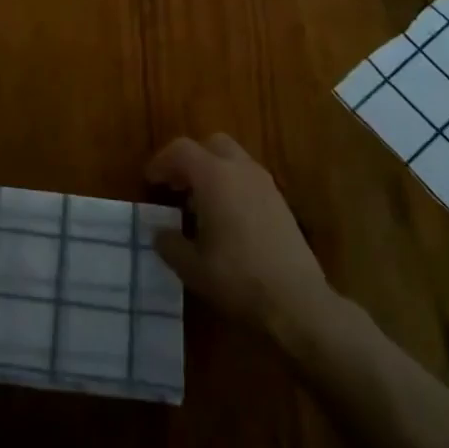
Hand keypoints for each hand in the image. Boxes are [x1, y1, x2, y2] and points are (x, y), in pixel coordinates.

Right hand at [145, 134, 339, 343]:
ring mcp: (265, 185)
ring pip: (234, 161)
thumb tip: (160, 233)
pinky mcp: (281, 203)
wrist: (298, 303)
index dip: (161, 162)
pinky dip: (232, 187)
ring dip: (213, 173)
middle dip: (191, 160)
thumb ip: (169, 243)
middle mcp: (241, 170)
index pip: (181, 150)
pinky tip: (227, 220)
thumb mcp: (192, 267)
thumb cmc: (237, 278)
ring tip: (200, 206)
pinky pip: (249, 180)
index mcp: (214, 176)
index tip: (150, 182)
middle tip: (177, 186)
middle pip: (212, 144)